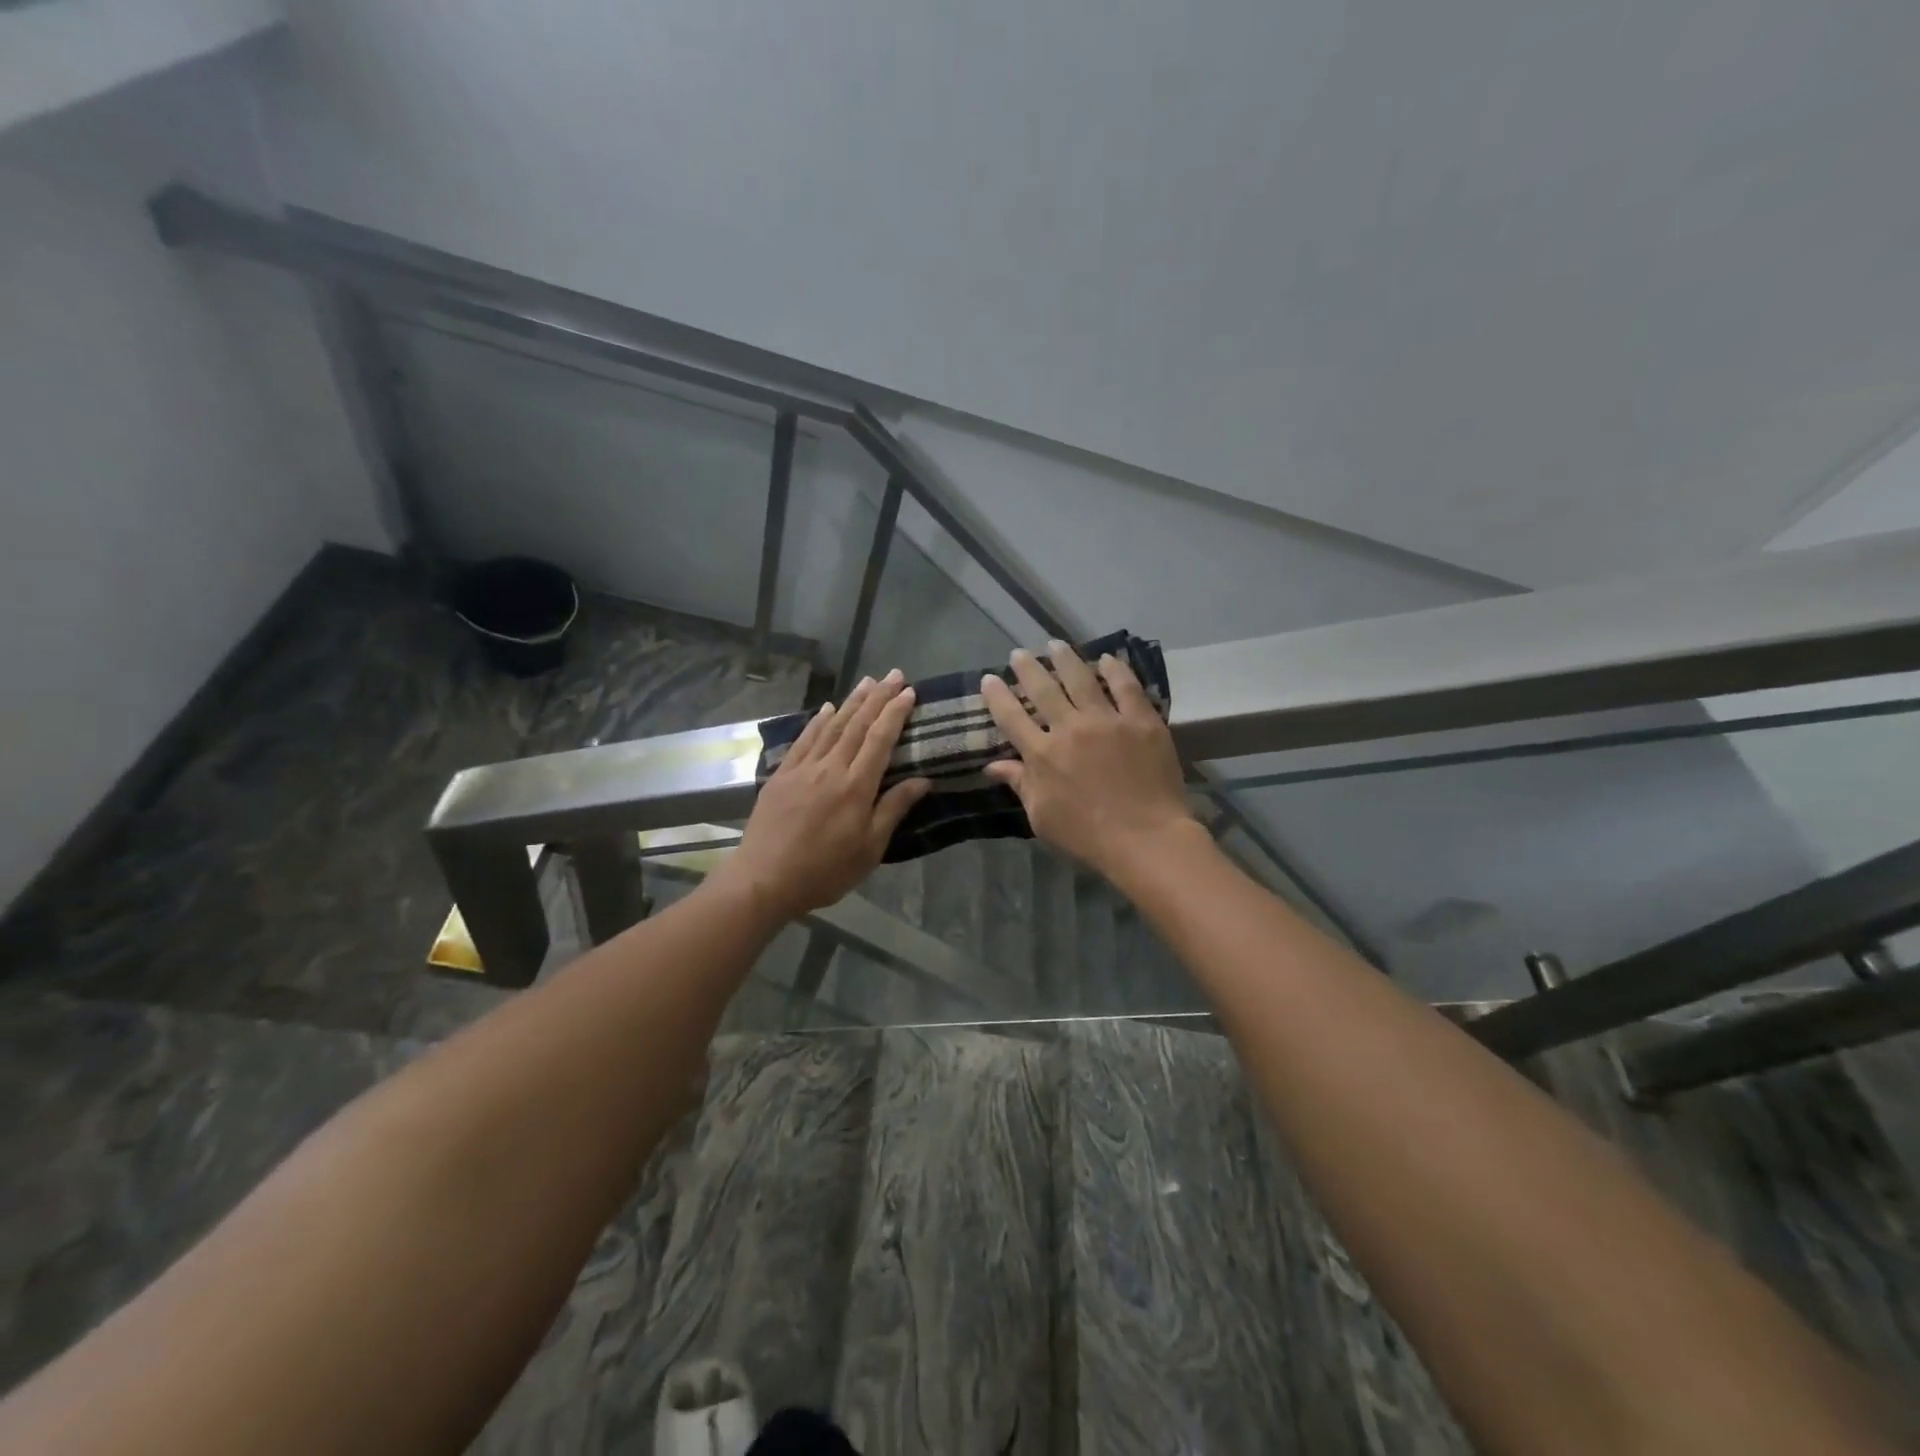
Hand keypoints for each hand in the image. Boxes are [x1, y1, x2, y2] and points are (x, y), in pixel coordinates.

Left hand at [713, 671, 929, 921]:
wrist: (764, 879)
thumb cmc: (825, 870)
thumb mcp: (870, 848)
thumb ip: (893, 809)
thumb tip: (922, 779)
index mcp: (856, 787)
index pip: (880, 740)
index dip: (895, 713)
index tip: (909, 692)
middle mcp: (830, 769)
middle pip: (857, 725)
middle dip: (878, 697)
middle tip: (894, 674)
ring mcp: (803, 769)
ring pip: (832, 726)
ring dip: (851, 701)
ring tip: (867, 681)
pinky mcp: (782, 775)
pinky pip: (804, 740)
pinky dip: (818, 721)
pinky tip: (828, 708)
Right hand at [981, 642, 1196, 882]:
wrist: (1146, 839)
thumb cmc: (1087, 835)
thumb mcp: (1042, 817)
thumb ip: (1020, 785)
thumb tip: (993, 765)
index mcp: (1042, 754)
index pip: (1011, 717)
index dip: (997, 695)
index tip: (989, 679)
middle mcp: (1070, 728)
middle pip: (1043, 689)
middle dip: (1028, 668)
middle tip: (1019, 653)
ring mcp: (1107, 721)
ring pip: (1082, 679)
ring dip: (1066, 659)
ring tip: (1056, 645)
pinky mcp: (1142, 721)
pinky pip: (1127, 687)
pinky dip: (1115, 669)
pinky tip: (1107, 658)